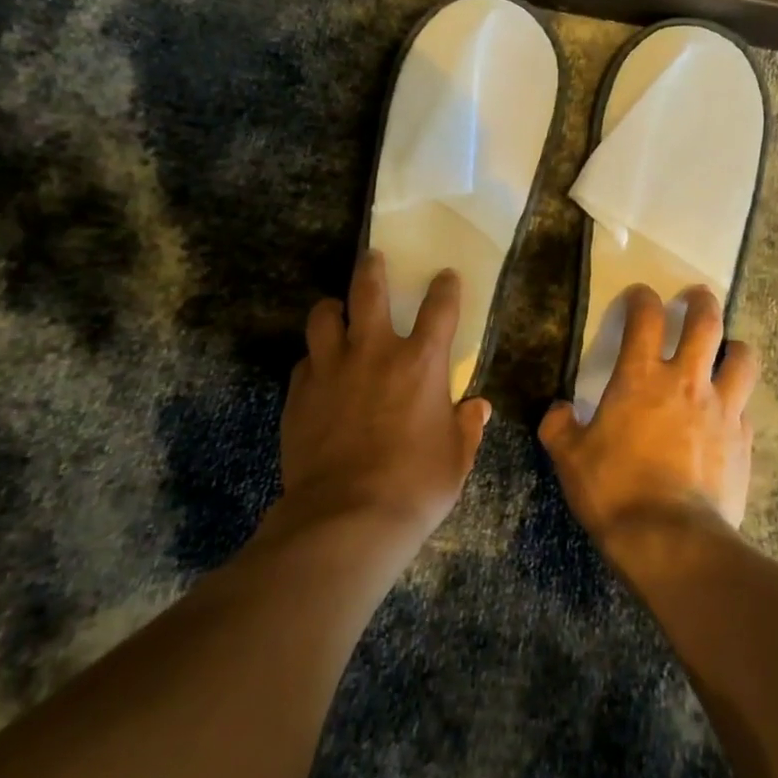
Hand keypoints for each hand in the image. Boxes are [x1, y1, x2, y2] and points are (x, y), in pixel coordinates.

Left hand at [279, 251, 490, 536]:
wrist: (346, 518)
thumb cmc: (415, 486)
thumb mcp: (456, 459)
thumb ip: (467, 427)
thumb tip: (477, 408)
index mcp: (421, 363)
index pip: (440, 307)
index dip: (445, 287)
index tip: (445, 277)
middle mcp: (375, 352)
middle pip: (369, 290)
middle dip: (373, 268)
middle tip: (373, 258)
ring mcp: (332, 369)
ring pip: (324, 316)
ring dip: (333, 309)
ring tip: (338, 313)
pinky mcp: (299, 393)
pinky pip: (305, 361)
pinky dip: (315, 359)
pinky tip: (319, 372)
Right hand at [539, 284, 758, 541]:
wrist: (672, 540)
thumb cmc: (615, 491)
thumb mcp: (570, 459)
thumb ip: (559, 427)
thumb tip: (557, 410)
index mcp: (641, 378)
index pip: (645, 317)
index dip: (642, 298)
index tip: (639, 295)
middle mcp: (686, 382)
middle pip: (706, 322)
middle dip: (702, 302)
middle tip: (697, 296)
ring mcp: (721, 409)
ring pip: (742, 358)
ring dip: (735, 347)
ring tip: (727, 350)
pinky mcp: (744, 440)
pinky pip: (745, 409)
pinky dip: (736, 404)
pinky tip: (727, 417)